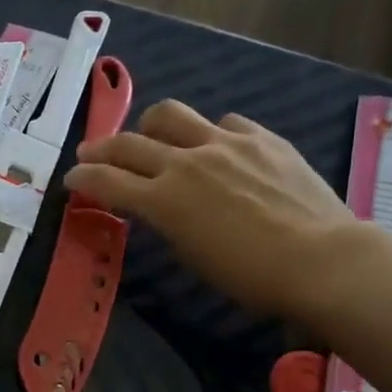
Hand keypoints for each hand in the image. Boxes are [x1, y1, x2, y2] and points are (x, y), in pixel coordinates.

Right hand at [65, 101, 361, 316]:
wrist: (320, 260)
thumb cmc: (250, 276)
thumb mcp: (193, 255)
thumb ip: (169, 223)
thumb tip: (163, 206)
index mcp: (164, 200)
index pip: (107, 181)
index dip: (83, 178)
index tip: (71, 179)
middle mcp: (186, 162)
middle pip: (129, 143)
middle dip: (101, 149)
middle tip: (90, 154)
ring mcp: (225, 143)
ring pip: (170, 115)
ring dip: (149, 125)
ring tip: (149, 135)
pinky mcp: (260, 137)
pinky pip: (223, 123)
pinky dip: (208, 133)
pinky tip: (217, 146)